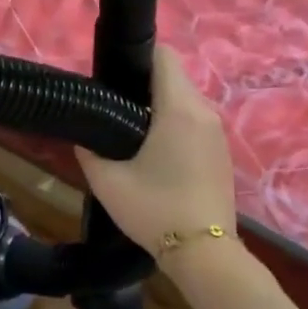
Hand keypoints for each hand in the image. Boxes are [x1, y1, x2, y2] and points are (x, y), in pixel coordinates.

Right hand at [76, 46, 235, 253]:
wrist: (204, 253)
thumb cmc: (154, 209)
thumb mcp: (107, 181)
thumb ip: (90, 149)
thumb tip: (86, 134)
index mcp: (179, 108)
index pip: (164, 55)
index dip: (137, 57)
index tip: (113, 76)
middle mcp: (204, 112)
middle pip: (174, 76)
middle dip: (144, 83)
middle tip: (113, 107)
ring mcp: (217, 132)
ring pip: (185, 99)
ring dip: (160, 105)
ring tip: (130, 131)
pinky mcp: (221, 151)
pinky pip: (195, 121)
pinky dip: (175, 124)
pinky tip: (155, 152)